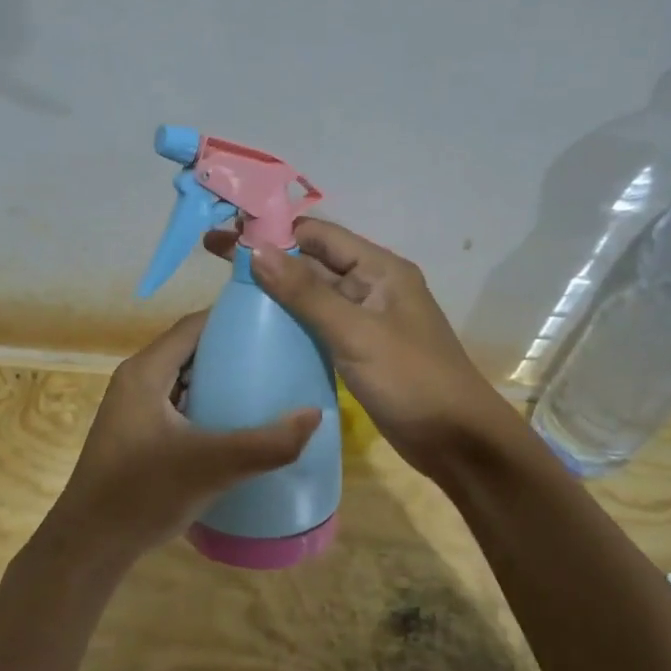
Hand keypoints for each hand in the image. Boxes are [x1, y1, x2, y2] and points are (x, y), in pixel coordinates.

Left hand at [42, 311, 320, 563]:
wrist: (90, 545)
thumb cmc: (143, 493)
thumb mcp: (211, 466)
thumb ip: (266, 443)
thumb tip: (316, 414)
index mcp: (146, 371)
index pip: (194, 325)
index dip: (234, 319)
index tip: (276, 322)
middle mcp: (137, 380)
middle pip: (191, 349)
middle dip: (234, 349)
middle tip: (280, 356)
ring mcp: (134, 408)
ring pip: (185, 379)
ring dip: (221, 379)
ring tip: (267, 385)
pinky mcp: (137, 434)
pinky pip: (179, 404)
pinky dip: (207, 404)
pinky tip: (235, 424)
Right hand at [205, 219, 514, 478]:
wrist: (456, 441)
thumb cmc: (411, 380)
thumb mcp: (356, 333)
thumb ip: (306, 293)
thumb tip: (256, 250)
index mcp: (380, 269)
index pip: (318, 235)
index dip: (272, 229)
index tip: (227, 231)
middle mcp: (372, 286)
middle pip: (313, 261)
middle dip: (268, 256)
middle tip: (214, 255)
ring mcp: (366, 320)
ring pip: (314, 294)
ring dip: (276, 288)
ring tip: (227, 288)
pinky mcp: (360, 350)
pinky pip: (319, 324)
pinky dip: (291, 320)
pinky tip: (259, 327)